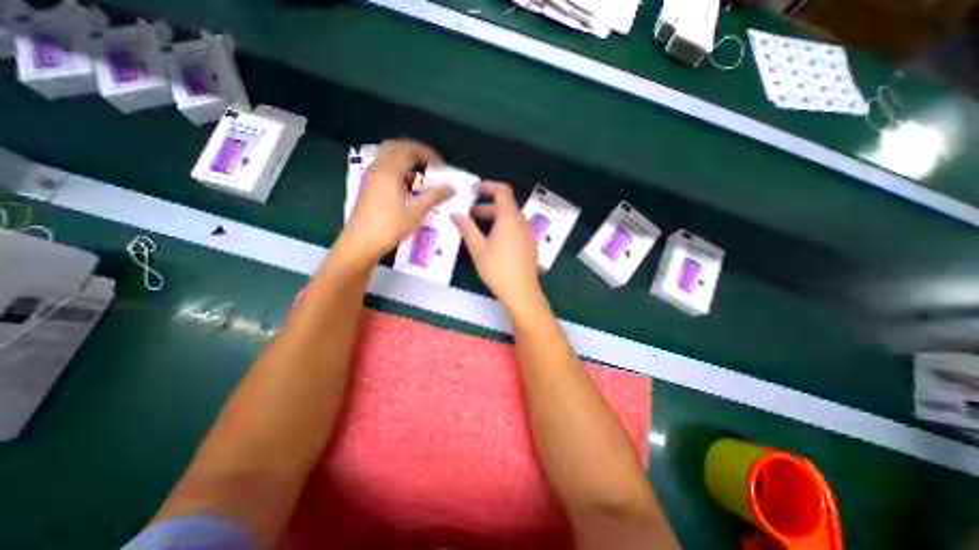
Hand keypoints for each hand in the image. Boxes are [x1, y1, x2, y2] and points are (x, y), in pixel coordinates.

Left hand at [334, 140, 457, 264]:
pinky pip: (385, 169)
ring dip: (407, 162)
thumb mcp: (416, 212)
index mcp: (389, 170)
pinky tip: (409, 188)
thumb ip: (434, 197)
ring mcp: (371, 176)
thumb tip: (452, 189)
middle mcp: (378, 168)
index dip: (429, 155)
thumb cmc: (390, 226)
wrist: (361, 243)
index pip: (410, 149)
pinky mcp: (369, 186)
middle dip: (416, 153)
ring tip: (423, 178)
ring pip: (389, 158)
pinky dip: (399, 171)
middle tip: (431, 166)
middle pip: (397, 147)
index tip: (442, 168)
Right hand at [451, 182, 542, 311]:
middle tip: (469, 216)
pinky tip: (492, 240)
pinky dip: (503, 226)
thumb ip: (467, 228)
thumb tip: (455, 214)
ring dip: (494, 217)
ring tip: (478, 229)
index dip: (488, 186)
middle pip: (505, 205)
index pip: (502, 190)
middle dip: (486, 206)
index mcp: (509, 218)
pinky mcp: (530, 243)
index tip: (473, 192)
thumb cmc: (497, 269)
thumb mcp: (478, 249)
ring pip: (510, 217)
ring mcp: (528, 232)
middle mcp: (522, 221)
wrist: (521, 291)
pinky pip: (516, 227)